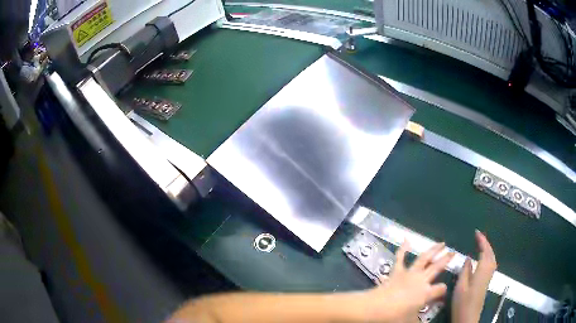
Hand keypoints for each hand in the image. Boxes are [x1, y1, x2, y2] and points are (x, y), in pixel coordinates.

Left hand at [363, 241, 454, 322]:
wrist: (376, 307)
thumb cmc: (394, 317)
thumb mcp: (410, 321)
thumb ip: (419, 321)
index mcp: (426, 293)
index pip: (441, 289)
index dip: (443, 291)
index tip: (442, 294)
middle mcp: (421, 280)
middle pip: (437, 267)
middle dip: (446, 259)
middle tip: (453, 252)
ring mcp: (409, 273)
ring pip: (424, 258)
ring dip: (433, 250)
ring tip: (441, 243)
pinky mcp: (396, 272)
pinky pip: (400, 258)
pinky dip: (403, 249)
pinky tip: (406, 240)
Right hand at [451, 230, 496, 322]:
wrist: (468, 318)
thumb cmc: (463, 303)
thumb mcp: (460, 287)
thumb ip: (465, 271)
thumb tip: (469, 258)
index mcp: (482, 271)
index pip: (485, 251)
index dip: (482, 241)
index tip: (476, 232)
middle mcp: (488, 272)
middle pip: (491, 254)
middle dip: (486, 243)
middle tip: (478, 237)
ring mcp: (488, 278)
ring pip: (492, 259)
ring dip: (488, 249)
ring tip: (480, 245)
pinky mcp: (486, 282)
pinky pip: (490, 264)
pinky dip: (487, 257)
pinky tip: (482, 259)